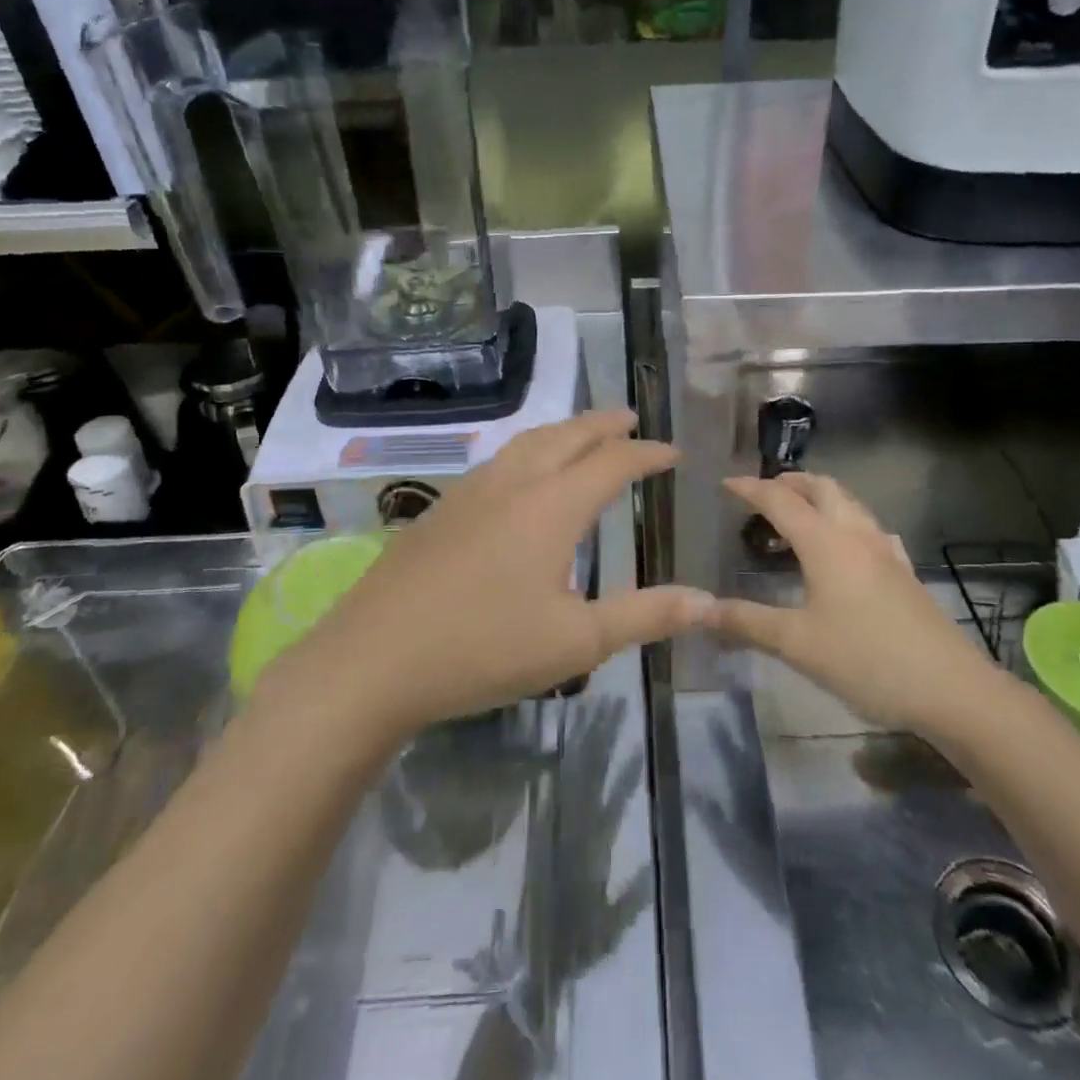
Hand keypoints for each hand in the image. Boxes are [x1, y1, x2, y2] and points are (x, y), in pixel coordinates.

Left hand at [265, 411, 712, 739]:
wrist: (371, 661)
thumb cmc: (483, 649)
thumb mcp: (576, 642)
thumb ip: (644, 616)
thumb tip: (708, 602)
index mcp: (552, 505)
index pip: (613, 462)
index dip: (647, 454)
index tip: (673, 453)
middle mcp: (513, 484)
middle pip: (566, 436)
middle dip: (603, 424)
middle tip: (630, 419)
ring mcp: (470, 493)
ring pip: (526, 442)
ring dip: (562, 431)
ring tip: (581, 436)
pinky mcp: (439, 510)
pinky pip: (498, 461)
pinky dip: (527, 451)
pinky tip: (521, 477)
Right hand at [712, 473, 1001, 733]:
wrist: (950, 688)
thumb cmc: (866, 659)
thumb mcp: (797, 643)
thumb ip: (746, 622)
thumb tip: (700, 611)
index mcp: (825, 542)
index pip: (780, 500)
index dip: (751, 488)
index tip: (725, 483)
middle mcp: (856, 535)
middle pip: (823, 488)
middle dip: (791, 482)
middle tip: (764, 493)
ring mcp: (885, 551)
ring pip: (850, 504)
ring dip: (820, 498)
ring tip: (797, 517)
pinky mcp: (904, 572)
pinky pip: (869, 529)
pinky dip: (846, 522)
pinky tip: (846, 549)